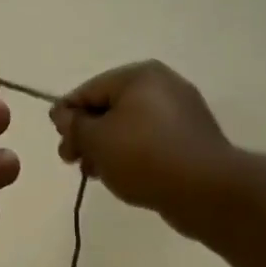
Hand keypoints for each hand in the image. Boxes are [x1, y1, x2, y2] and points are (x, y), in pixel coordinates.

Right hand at [50, 61, 230, 214]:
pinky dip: (130, 154)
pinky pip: (149, 141)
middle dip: (86, 134)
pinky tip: (121, 176)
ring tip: (94, 173)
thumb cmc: (144, 157)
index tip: (59, 143)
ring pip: (129, 126)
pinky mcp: (190, 139)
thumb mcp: (96, 140)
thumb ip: (74, 125)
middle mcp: (162, 86)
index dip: (67, 116)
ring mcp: (180, 112)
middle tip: (72, 161)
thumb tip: (61, 113)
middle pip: (109, 107)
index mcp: (139, 76)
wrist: (206, 190)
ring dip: (105, 148)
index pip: (88, 90)